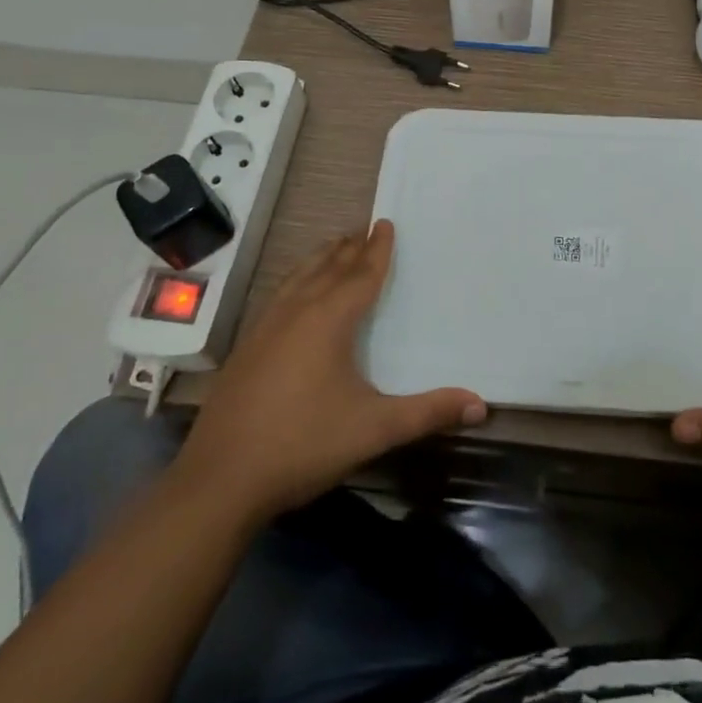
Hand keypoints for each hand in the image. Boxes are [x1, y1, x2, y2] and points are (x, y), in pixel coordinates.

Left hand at [173, 221, 484, 524]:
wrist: (220, 479)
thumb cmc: (304, 444)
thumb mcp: (374, 429)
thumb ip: (428, 413)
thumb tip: (481, 405)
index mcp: (329, 321)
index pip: (361, 275)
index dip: (378, 250)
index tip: (386, 223)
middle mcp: (296, 313)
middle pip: (327, 269)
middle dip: (349, 248)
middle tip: (364, 228)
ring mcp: (265, 329)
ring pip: (298, 279)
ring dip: (320, 260)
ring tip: (333, 247)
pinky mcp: (246, 349)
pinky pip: (278, 296)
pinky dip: (295, 281)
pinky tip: (292, 295)